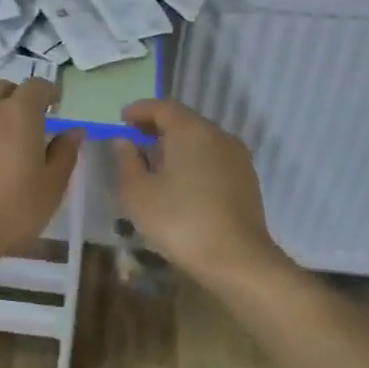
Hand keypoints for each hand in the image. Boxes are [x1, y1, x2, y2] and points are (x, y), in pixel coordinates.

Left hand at [0, 79, 82, 261]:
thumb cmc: (10, 210)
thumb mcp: (51, 188)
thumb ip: (64, 154)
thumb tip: (73, 132)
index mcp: (19, 114)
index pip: (36, 86)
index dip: (47, 93)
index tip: (53, 106)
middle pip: (0, 88)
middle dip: (14, 98)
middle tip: (21, 122)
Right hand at [111, 100, 283, 289]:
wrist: (237, 261)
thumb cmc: (180, 221)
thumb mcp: (138, 192)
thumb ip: (126, 161)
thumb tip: (125, 141)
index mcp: (191, 131)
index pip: (162, 107)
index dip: (139, 110)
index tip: (121, 118)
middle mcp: (218, 135)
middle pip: (184, 121)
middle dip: (157, 127)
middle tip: (134, 139)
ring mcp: (237, 158)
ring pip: (201, 140)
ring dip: (176, 144)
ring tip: (154, 162)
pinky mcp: (246, 180)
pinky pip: (213, 158)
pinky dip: (193, 159)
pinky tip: (180, 181)